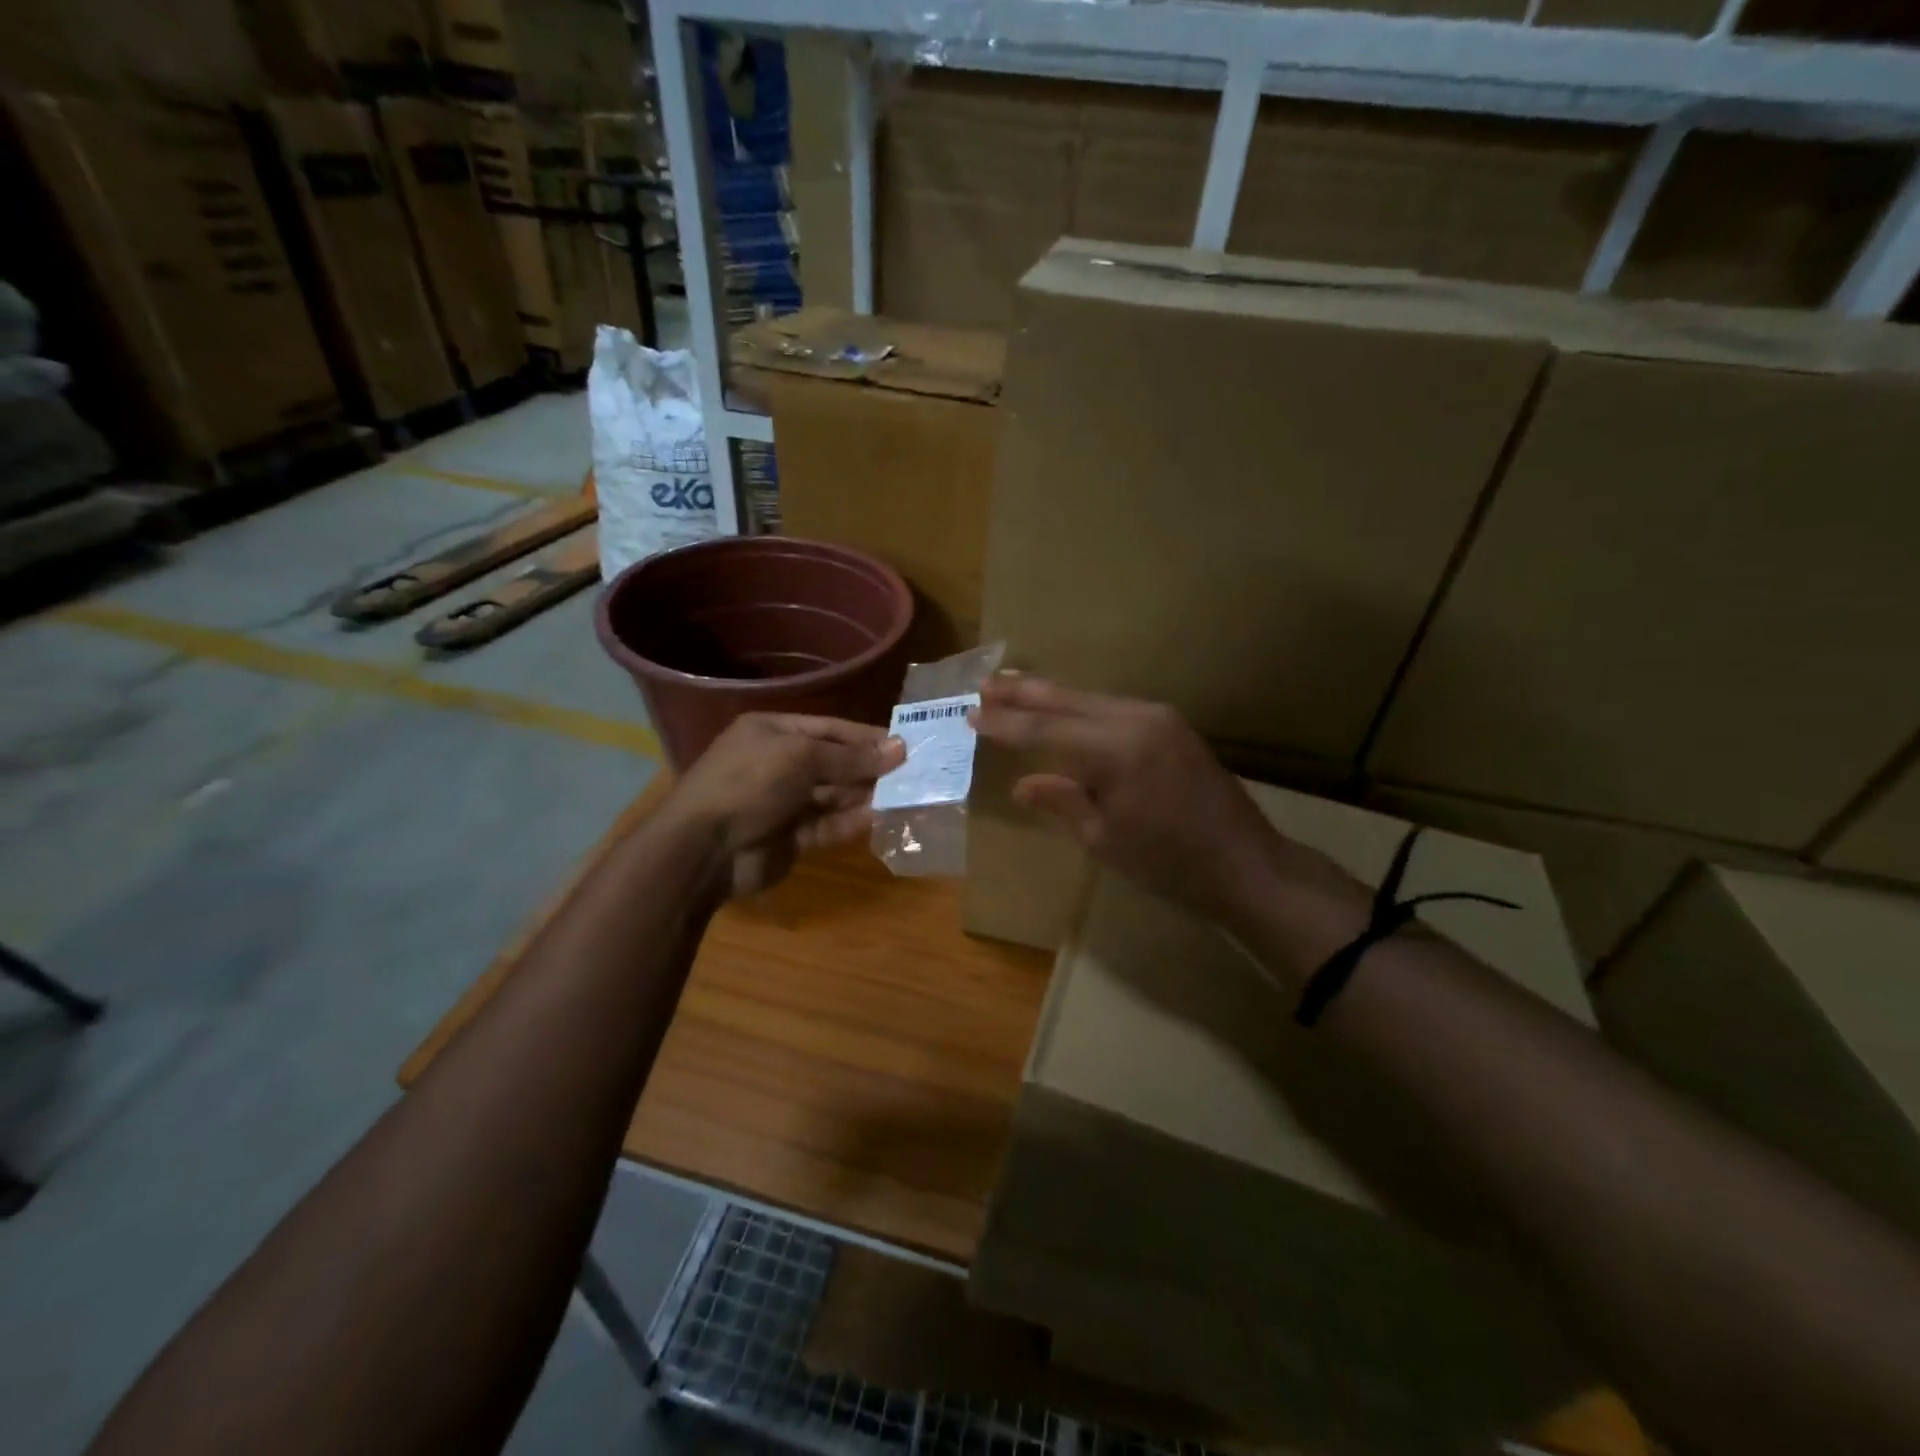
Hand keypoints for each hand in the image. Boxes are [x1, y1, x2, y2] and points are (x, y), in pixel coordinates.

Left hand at [664, 713, 904, 899]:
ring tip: (907, 794)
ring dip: (867, 794)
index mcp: (773, 732)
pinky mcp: (792, 836)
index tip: (905, 744)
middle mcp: (780, 763)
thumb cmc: (749, 783)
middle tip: (914, 772)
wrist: (703, 849)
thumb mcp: (800, 757)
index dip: (866, 736)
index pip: (830, 729)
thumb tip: (899, 749)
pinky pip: (829, 824)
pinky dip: (853, 821)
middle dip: (871, 767)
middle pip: (835, 762)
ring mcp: (785, 802)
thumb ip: (851, 756)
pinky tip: (881, 817)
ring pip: (835, 795)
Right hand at [971, 674, 1331, 925]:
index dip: (1006, 724)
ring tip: (1015, 688)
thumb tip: (1022, 784)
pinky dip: (1082, 708)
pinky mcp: (1172, 726)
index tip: (972, 714)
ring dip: (1053, 696)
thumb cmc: (1170, 863)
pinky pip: (1114, 708)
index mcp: (1116, 749)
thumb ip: (1062, 801)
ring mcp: (1159, 718)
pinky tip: (1065, 710)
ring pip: (1092, 698)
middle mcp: (1137, 719)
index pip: (1046, 730)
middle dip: (1025, 693)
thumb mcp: (1105, 839)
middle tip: (986, 684)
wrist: (1247, 864)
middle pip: (1068, 700)